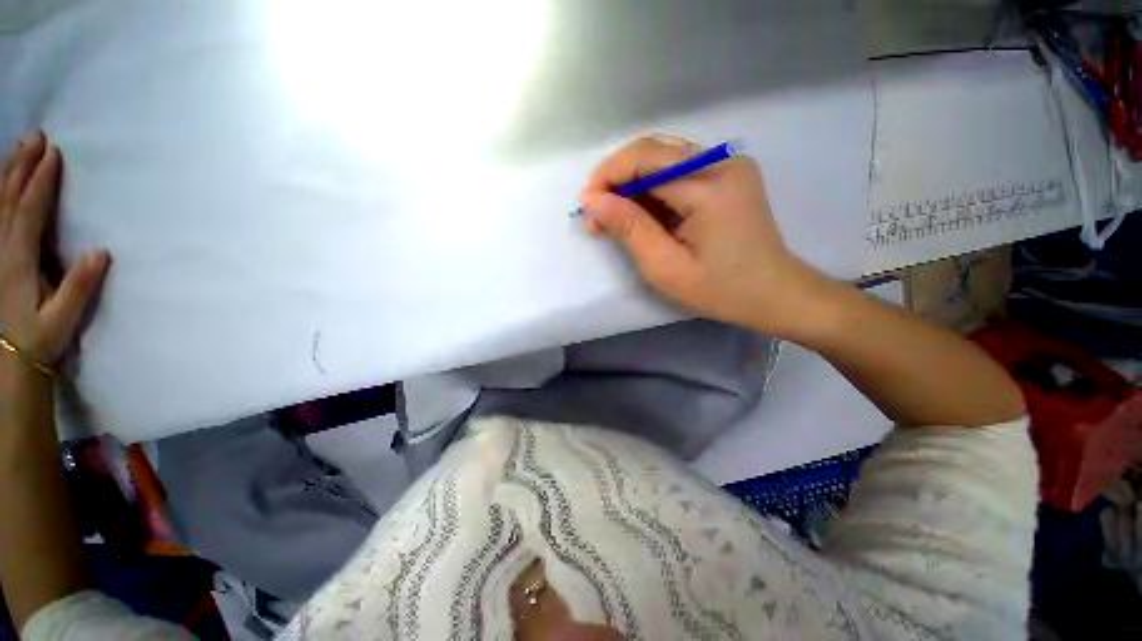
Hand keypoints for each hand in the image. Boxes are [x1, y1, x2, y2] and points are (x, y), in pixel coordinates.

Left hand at [0, 132, 109, 367]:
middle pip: (9, 200)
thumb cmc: (38, 339)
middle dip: (22, 166)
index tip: (53, 154)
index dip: (41, 182)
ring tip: (21, 148)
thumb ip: (79, 286)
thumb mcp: (62, 318)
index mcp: (19, 261)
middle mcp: (2, 249)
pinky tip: (2, 183)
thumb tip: (101, 252)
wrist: (7, 359)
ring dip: (9, 173)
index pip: (30, 212)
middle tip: (35, 137)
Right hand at [580, 135, 828, 335]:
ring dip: (633, 184)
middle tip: (598, 216)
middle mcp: (722, 161)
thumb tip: (592, 201)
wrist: (774, 294)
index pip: (644, 158)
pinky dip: (653, 190)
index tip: (586, 206)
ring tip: (615, 219)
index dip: (607, 177)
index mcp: (709, 185)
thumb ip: (629, 228)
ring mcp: (728, 165)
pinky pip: (678, 171)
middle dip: (617, 179)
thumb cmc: (720, 289)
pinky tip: (643, 215)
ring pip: (663, 159)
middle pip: (652, 151)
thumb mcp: (666, 267)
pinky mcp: (727, 175)